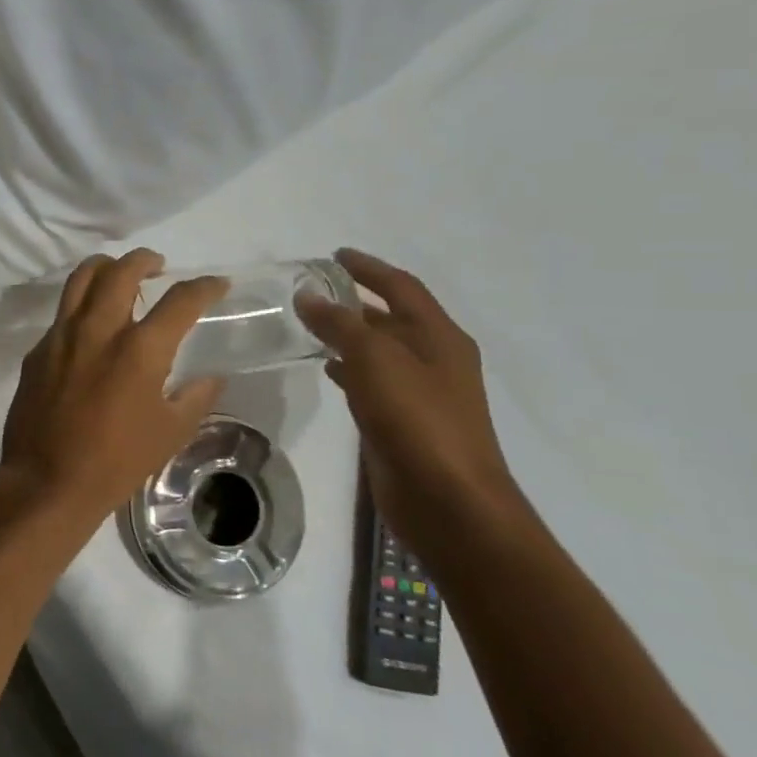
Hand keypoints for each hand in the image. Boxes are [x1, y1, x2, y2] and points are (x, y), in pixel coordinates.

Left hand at [0, 250, 227, 520]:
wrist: (47, 479)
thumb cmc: (116, 461)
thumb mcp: (171, 433)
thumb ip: (196, 397)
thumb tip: (211, 377)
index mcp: (140, 349)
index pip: (180, 300)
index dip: (204, 287)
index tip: (216, 285)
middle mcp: (98, 330)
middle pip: (121, 271)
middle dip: (144, 259)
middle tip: (157, 265)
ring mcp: (61, 336)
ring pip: (81, 280)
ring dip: (105, 267)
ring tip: (119, 273)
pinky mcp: (37, 350)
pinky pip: (61, 314)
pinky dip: (81, 305)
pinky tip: (90, 325)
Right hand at [296, 249, 526, 546]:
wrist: (448, 500)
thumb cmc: (417, 420)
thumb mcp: (375, 361)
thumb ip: (341, 325)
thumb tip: (308, 297)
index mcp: (440, 337)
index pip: (402, 287)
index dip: (370, 268)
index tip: (335, 255)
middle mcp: (435, 359)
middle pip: (392, 317)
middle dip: (356, 300)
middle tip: (314, 290)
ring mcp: (421, 392)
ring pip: (380, 350)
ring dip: (350, 334)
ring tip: (309, 324)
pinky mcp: (403, 421)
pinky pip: (373, 380)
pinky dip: (349, 367)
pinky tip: (326, 369)